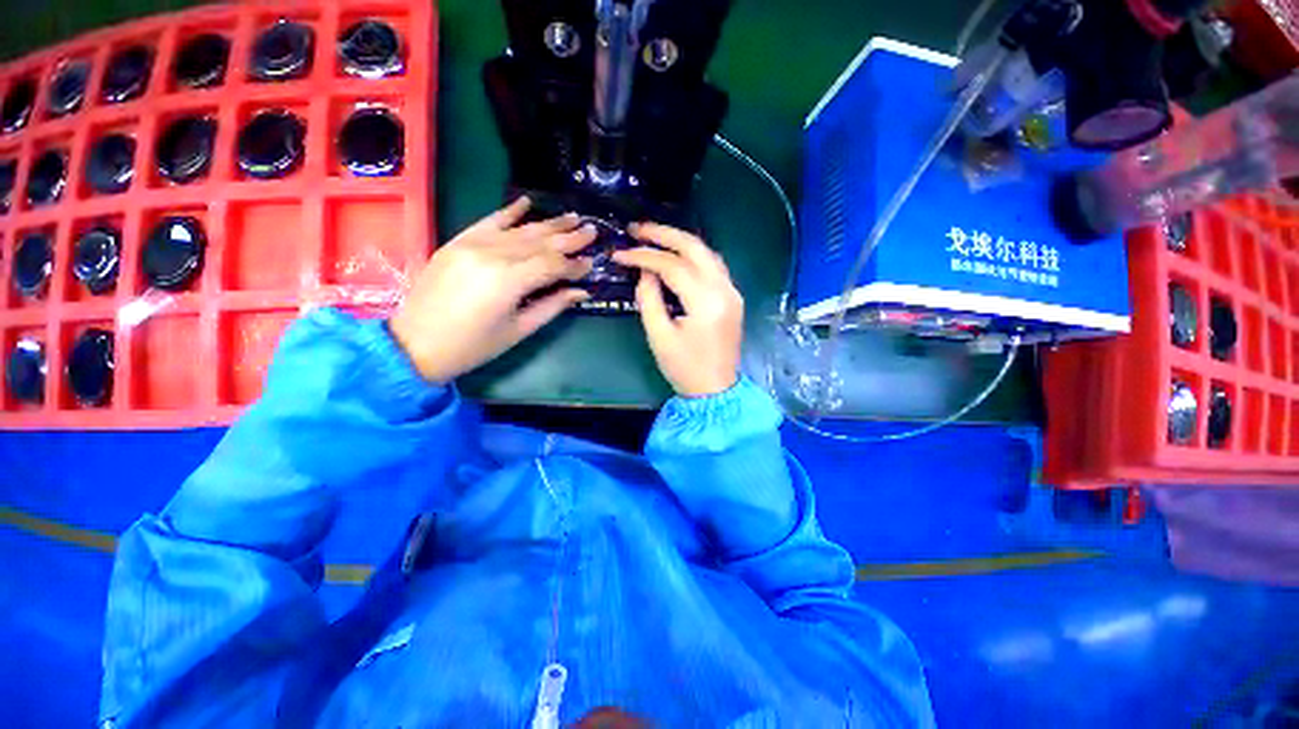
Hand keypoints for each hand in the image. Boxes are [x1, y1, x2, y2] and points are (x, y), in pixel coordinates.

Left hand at [389, 198, 595, 382]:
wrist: (414, 344)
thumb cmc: (473, 346)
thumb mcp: (519, 330)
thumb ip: (552, 306)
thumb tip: (581, 292)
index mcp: (509, 281)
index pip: (552, 264)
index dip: (574, 265)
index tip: (592, 263)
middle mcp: (492, 255)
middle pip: (540, 241)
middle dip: (569, 237)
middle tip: (592, 230)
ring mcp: (472, 244)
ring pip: (519, 230)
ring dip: (548, 223)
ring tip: (572, 217)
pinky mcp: (457, 242)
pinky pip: (488, 221)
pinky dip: (509, 211)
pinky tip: (527, 202)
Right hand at [612, 223, 743, 397]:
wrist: (715, 390)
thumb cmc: (684, 368)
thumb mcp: (659, 336)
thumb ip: (649, 299)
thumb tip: (645, 272)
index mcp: (706, 302)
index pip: (673, 266)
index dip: (644, 256)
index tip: (620, 253)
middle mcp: (725, 290)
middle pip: (695, 247)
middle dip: (664, 234)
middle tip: (637, 229)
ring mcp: (732, 292)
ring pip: (707, 253)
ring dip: (680, 241)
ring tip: (653, 237)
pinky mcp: (732, 297)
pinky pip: (713, 266)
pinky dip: (693, 256)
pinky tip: (676, 255)